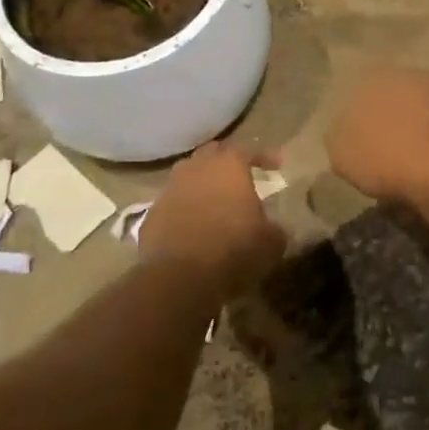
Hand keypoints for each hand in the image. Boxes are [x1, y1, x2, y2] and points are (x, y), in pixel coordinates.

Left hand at [139, 141, 285, 300]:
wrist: (180, 279)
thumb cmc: (234, 251)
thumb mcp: (271, 242)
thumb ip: (274, 227)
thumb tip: (272, 228)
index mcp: (228, 165)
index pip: (248, 150)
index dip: (263, 156)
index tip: (276, 166)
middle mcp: (196, 168)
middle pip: (212, 154)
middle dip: (227, 161)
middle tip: (240, 176)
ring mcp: (169, 190)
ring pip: (188, 176)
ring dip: (202, 184)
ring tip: (215, 200)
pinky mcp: (151, 215)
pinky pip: (173, 204)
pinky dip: (184, 209)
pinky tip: (192, 226)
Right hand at [326, 67, 428, 209]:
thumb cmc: (386, 158)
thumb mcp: (341, 150)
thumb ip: (340, 132)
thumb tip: (345, 129)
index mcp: (386, 75)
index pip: (366, 86)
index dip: (359, 113)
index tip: (356, 136)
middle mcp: (420, 78)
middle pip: (398, 97)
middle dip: (390, 118)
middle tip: (380, 148)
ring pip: (424, 114)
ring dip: (416, 131)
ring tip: (405, 163)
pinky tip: (428, 170)